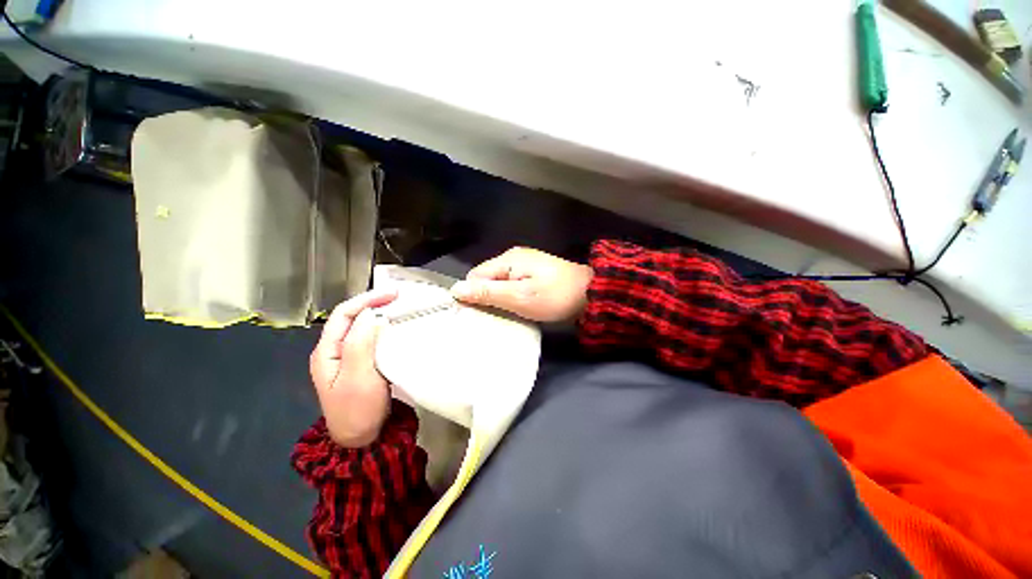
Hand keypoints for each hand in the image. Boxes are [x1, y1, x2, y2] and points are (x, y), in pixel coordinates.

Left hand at [310, 289, 396, 447]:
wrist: (362, 439)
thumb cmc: (357, 409)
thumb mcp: (358, 376)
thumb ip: (360, 343)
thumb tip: (371, 314)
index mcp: (327, 351)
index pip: (344, 314)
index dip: (366, 300)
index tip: (392, 294)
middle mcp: (336, 350)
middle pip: (352, 318)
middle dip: (374, 304)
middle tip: (400, 298)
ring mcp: (349, 358)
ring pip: (363, 328)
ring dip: (381, 315)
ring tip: (401, 308)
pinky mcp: (363, 364)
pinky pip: (373, 340)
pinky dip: (386, 330)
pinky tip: (398, 328)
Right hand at [451, 247, 593, 321]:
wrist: (591, 294)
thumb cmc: (555, 296)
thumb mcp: (520, 297)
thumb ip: (488, 293)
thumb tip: (455, 289)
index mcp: (508, 260)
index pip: (476, 276)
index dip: (473, 294)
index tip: (478, 314)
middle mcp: (513, 258)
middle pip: (487, 278)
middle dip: (486, 297)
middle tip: (493, 317)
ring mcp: (525, 265)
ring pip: (499, 283)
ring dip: (498, 299)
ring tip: (504, 315)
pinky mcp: (533, 274)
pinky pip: (512, 284)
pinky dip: (510, 297)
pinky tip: (516, 308)